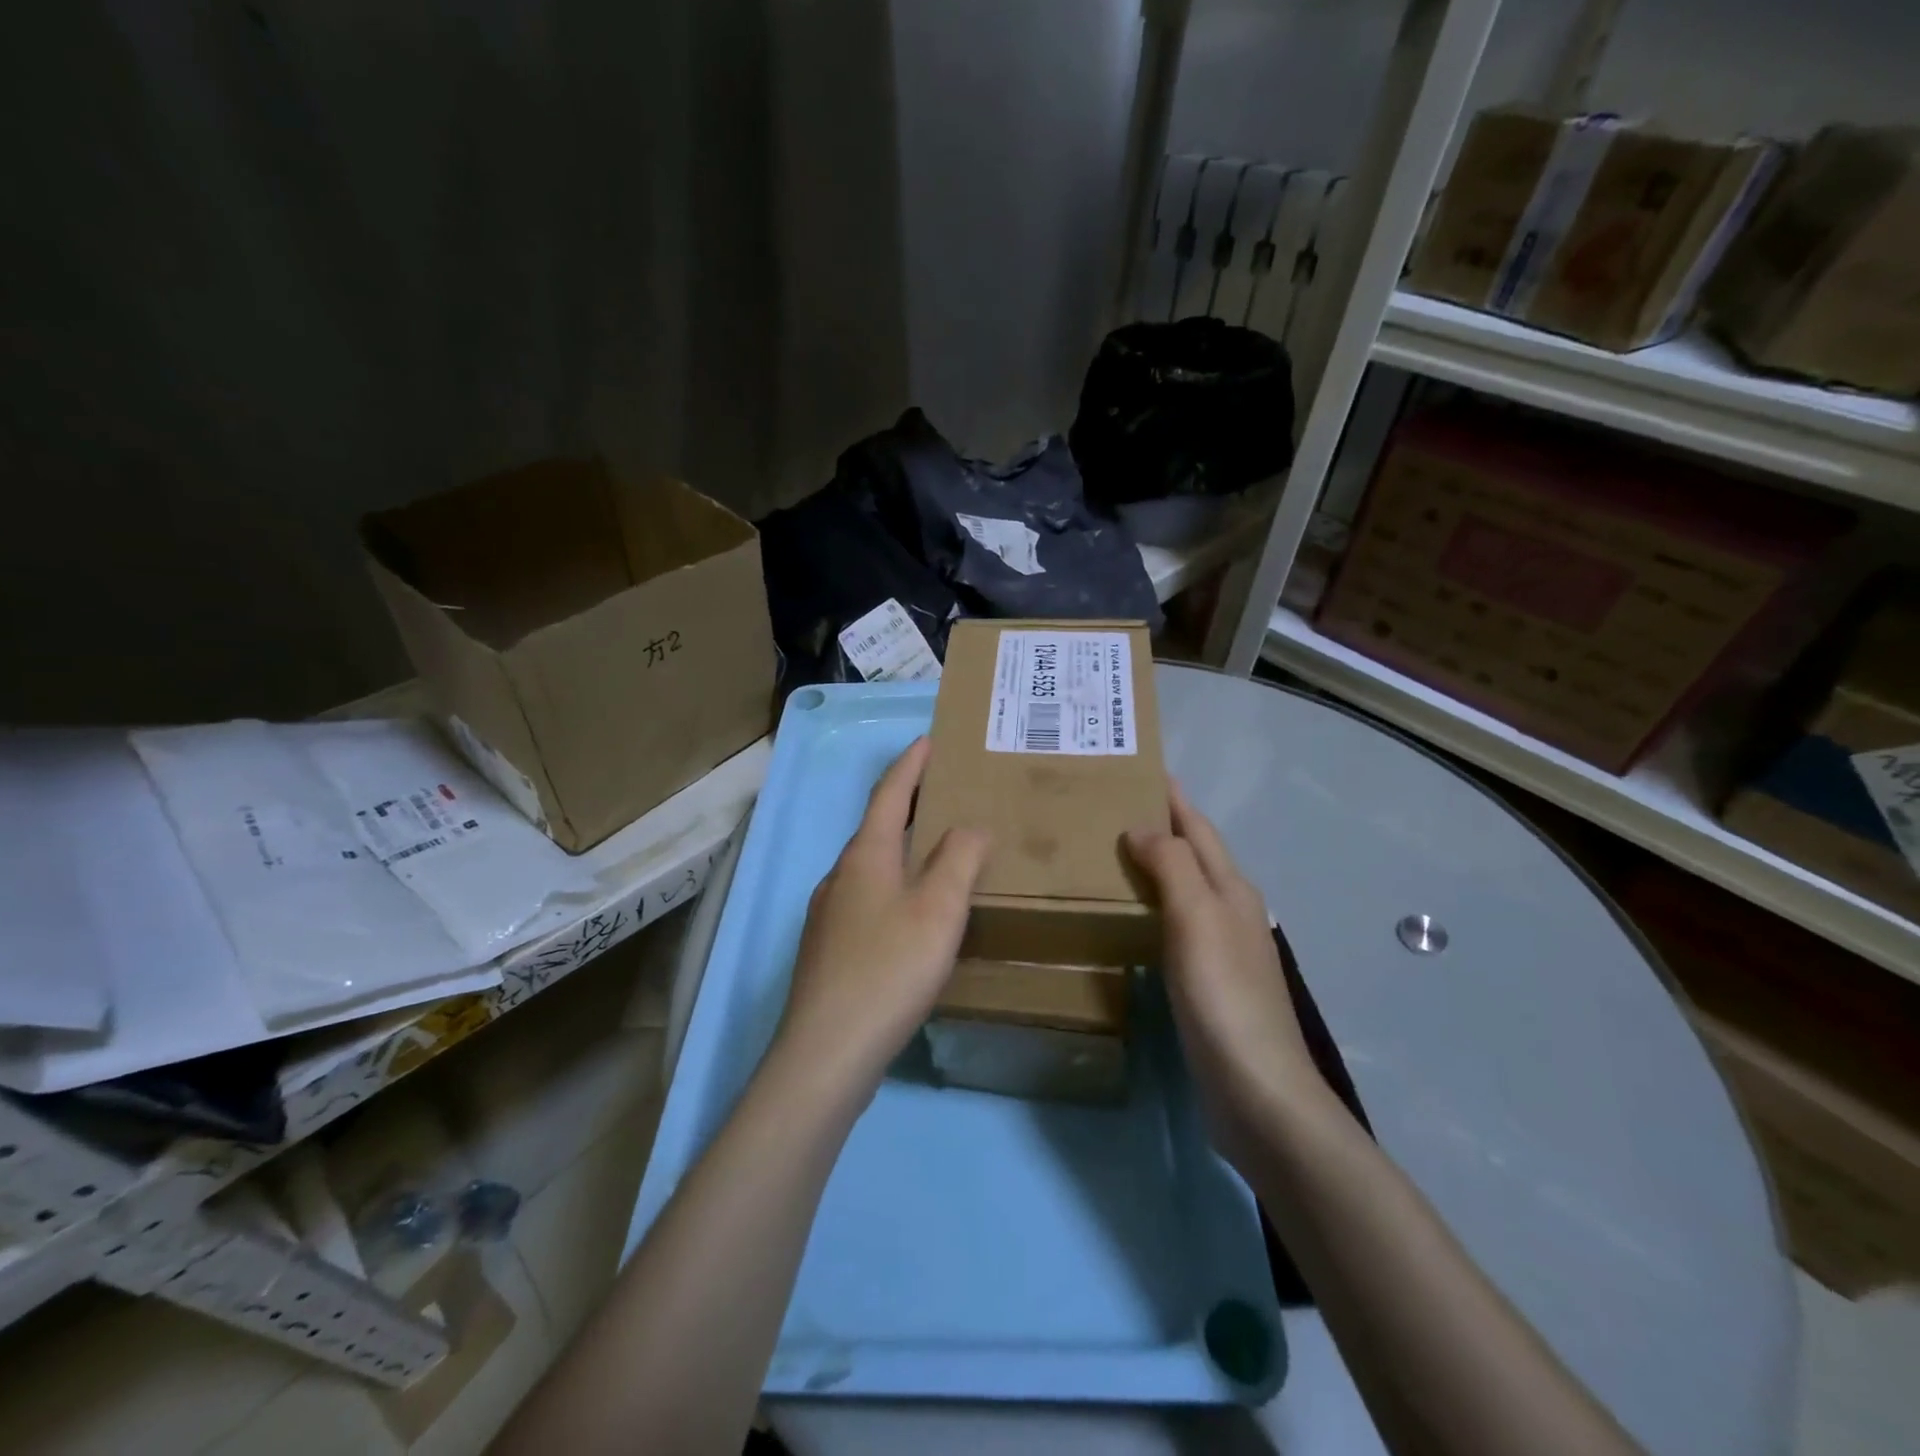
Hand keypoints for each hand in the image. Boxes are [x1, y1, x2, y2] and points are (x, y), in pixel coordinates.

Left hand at [777, 737, 991, 1087]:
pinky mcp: (829, 951)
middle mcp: (840, 876)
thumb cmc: (889, 969)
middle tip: (944, 794)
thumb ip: (959, 859)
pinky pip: (868, 901)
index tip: (929, 740)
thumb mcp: (938, 909)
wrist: (827, 1053)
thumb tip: (969, 826)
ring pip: (871, 867)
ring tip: (937, 853)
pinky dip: (894, 887)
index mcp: (865, 856)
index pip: (890, 793)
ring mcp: (828, 915)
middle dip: (908, 805)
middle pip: (877, 827)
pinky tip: (912, 916)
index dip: (911, 764)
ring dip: (901, 849)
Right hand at [1125, 787, 1334, 1166]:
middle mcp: (1232, 912)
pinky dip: (1151, 909)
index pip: (1199, 829)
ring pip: (1184, 891)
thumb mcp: (1197, 917)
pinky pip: (1174, 927)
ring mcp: (1222, 950)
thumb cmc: (1224, 995)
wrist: (1256, 1090)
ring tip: (1109, 854)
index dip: (1174, 798)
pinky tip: (1128, 918)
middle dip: (1162, 827)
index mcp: (1232, 890)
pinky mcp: (1208, 984)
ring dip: (1155, 867)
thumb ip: (1173, 866)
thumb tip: (1142, 827)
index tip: (1142, 767)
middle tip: (1110, 808)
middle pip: (1195, 855)